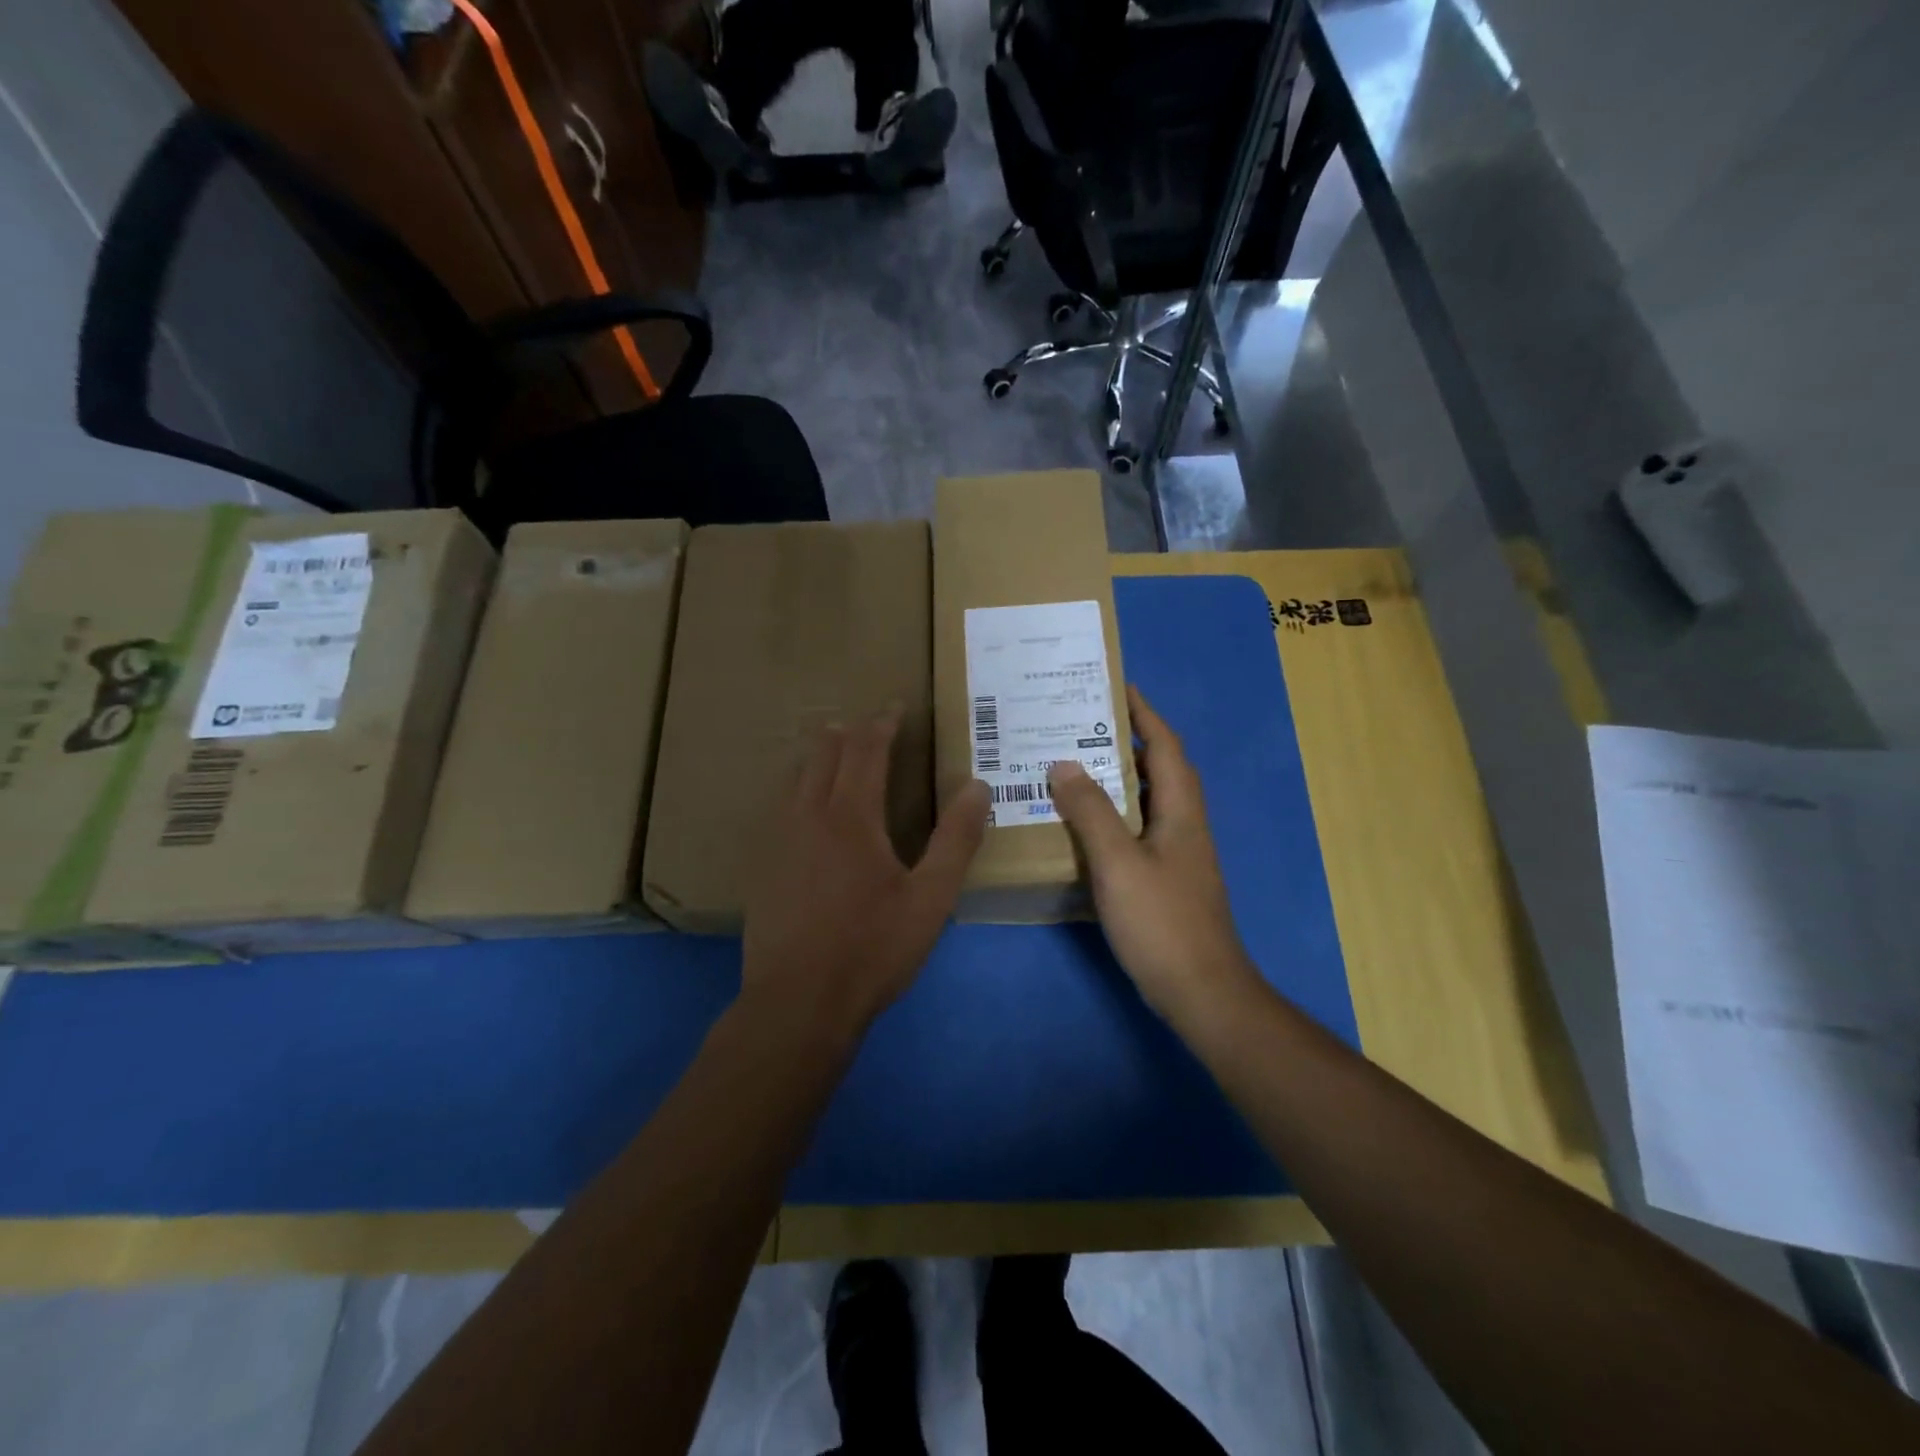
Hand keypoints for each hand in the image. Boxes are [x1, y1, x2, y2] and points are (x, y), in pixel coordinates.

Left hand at [742, 712, 990, 1039]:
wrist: (798, 1003)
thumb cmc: (872, 949)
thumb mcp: (930, 898)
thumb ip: (956, 840)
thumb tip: (977, 787)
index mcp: (852, 817)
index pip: (866, 752)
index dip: (882, 724)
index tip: (894, 706)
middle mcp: (809, 816)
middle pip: (825, 755)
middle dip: (847, 732)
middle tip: (864, 720)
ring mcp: (779, 841)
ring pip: (795, 778)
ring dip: (817, 755)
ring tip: (830, 746)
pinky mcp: (762, 867)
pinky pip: (779, 807)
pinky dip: (796, 786)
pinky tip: (799, 804)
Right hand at [1049, 686, 1256, 1022]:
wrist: (1202, 992)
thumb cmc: (1162, 921)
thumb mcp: (1119, 862)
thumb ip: (1090, 811)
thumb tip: (1063, 763)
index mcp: (1181, 811)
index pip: (1166, 746)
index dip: (1145, 714)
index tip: (1118, 687)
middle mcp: (1184, 826)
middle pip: (1160, 770)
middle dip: (1127, 742)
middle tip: (1081, 726)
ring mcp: (1178, 856)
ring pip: (1148, 802)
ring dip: (1118, 779)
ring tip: (1074, 767)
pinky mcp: (1166, 881)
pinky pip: (1138, 832)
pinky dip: (1113, 817)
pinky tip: (1083, 828)